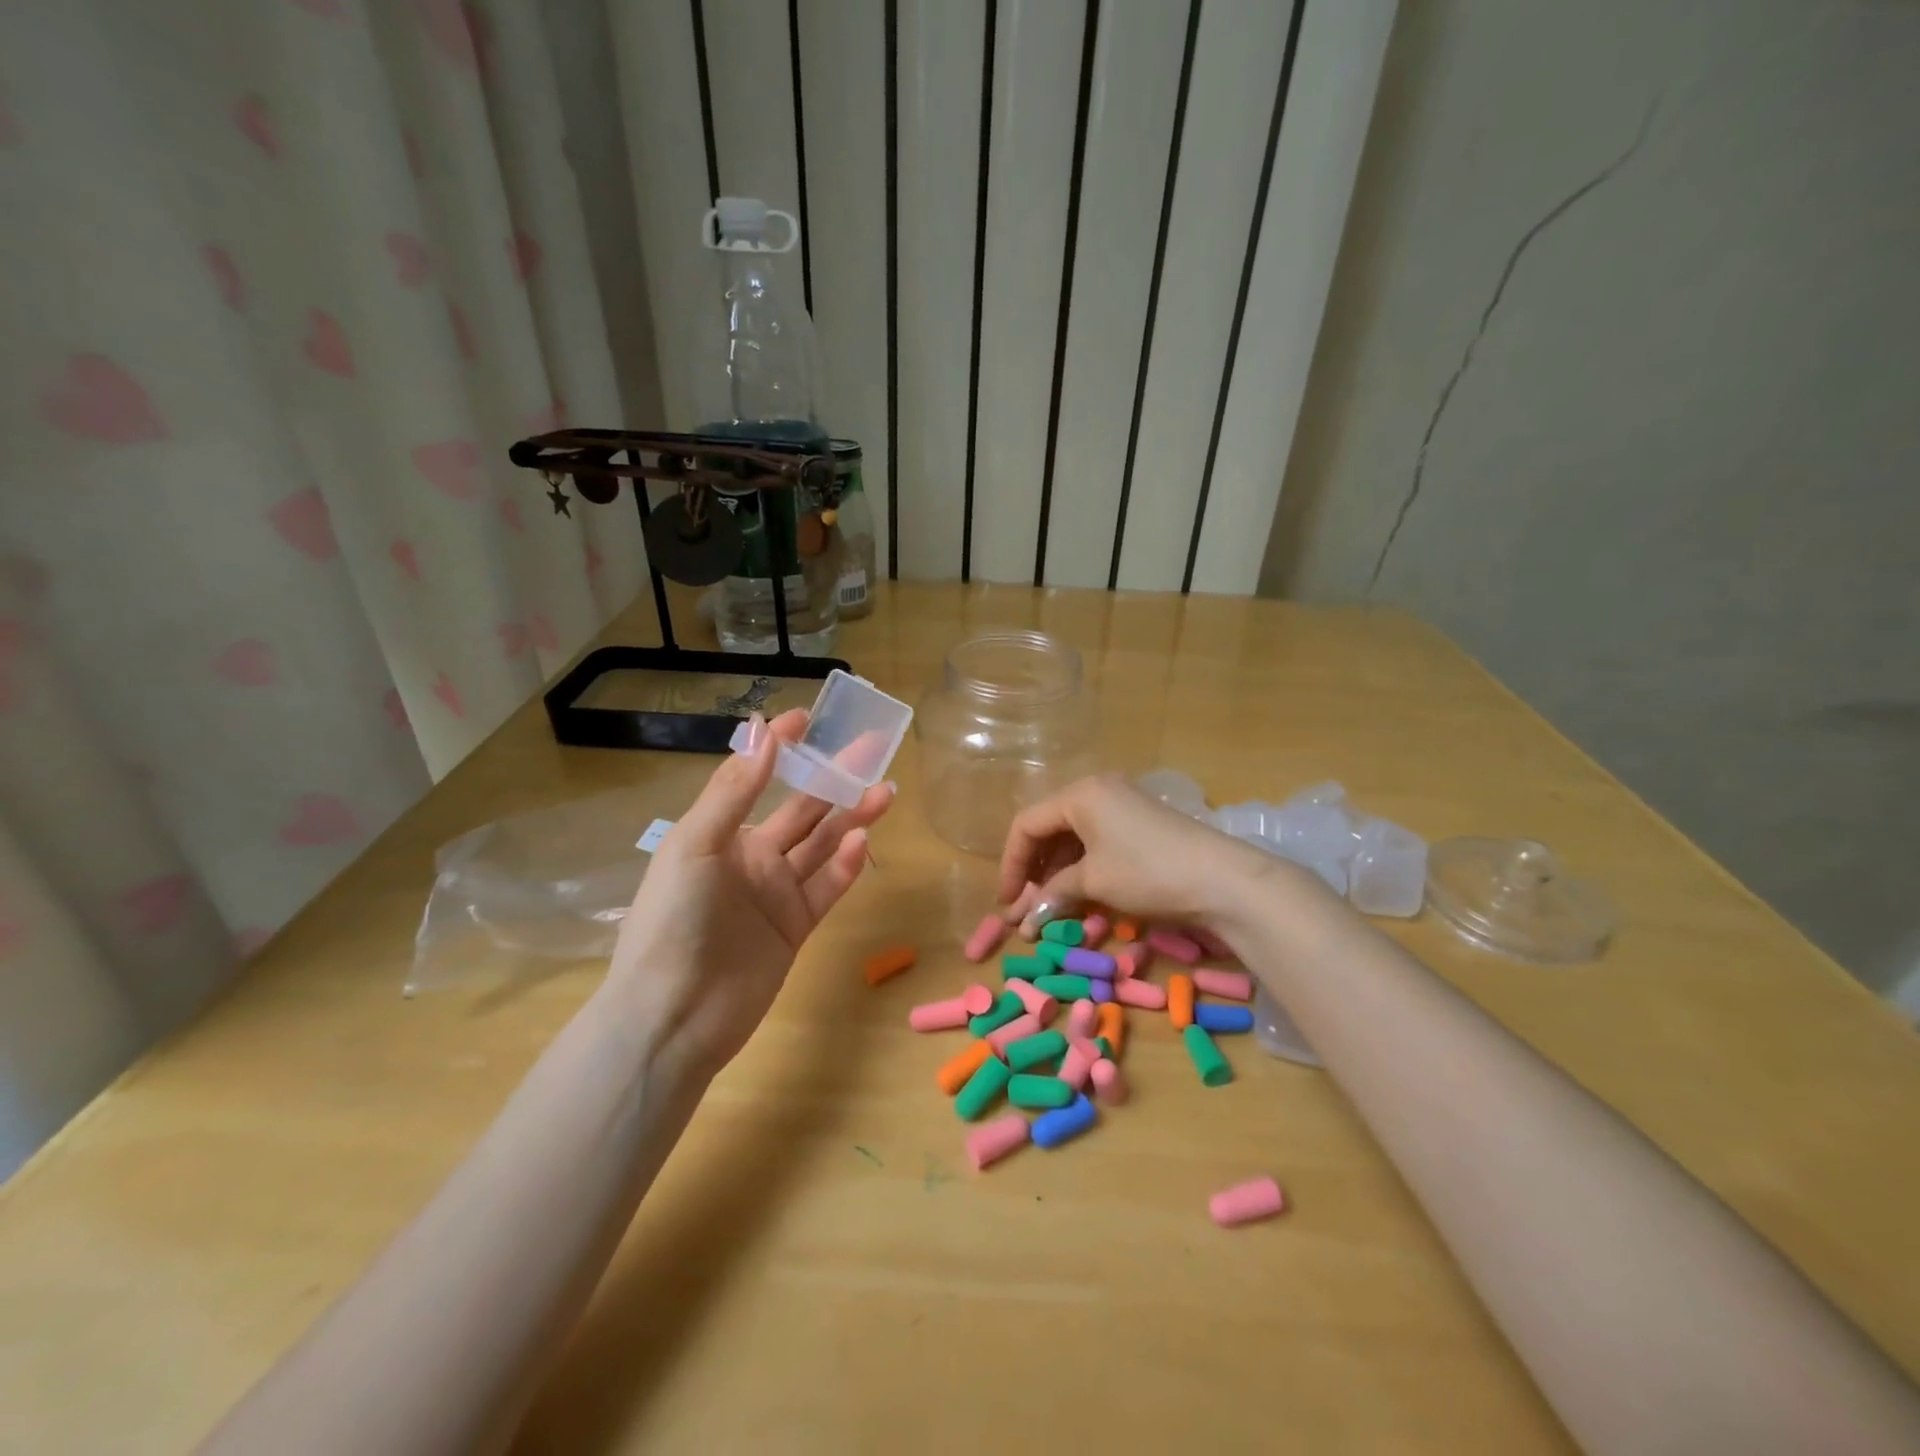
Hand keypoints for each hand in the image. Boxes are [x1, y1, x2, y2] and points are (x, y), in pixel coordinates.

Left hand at [608, 709, 893, 1077]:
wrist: (673, 1017)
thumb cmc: (673, 920)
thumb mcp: (695, 845)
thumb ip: (734, 790)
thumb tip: (763, 730)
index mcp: (720, 833)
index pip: (757, 778)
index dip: (781, 748)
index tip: (807, 718)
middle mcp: (751, 857)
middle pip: (802, 810)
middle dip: (833, 780)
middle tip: (871, 751)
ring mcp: (776, 893)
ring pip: (823, 845)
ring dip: (852, 818)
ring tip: (883, 793)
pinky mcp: (796, 927)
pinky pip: (827, 887)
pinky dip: (846, 865)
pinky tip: (862, 843)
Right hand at [996, 774, 1278, 935]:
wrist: (1223, 879)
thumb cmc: (1148, 872)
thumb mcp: (1094, 882)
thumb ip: (1054, 893)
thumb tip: (1027, 916)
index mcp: (1080, 794)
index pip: (1026, 825)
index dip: (1011, 865)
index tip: (1007, 902)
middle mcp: (1097, 791)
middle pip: (1049, 828)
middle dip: (1033, 871)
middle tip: (1024, 908)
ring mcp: (1122, 805)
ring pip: (1073, 837)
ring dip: (1056, 873)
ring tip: (1047, 907)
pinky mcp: (1141, 824)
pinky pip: (1097, 842)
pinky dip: (1082, 868)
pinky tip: (1077, 894)